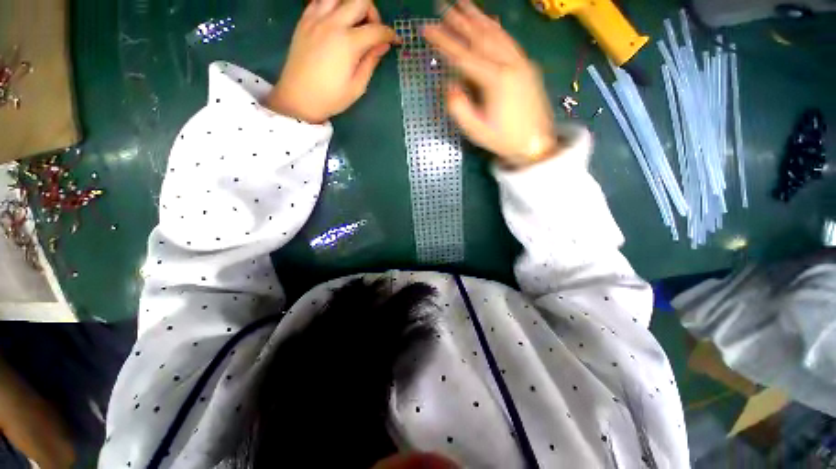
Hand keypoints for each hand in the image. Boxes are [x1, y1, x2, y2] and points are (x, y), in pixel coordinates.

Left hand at [266, 0, 396, 123]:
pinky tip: (336, 21)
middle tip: (373, 30)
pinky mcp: (304, 19)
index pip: (377, 30)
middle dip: (373, 13)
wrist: (298, 97)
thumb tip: (383, 46)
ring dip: (352, 4)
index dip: (390, 34)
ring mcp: (316, 18)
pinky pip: (321, 0)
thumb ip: (371, 62)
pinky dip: (332, 5)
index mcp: (348, 43)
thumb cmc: (331, 97)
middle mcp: (333, 23)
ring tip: (354, 22)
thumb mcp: (357, 86)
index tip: (395, 41)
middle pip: (360, 0)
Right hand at [424, 1, 558, 166]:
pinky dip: (496, 28)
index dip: (444, 42)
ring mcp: (521, 63)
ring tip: (464, 4)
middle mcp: (510, 64)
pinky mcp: (527, 66)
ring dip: (478, 17)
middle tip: (443, 5)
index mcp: (496, 80)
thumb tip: (450, 86)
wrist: (535, 143)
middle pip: (481, 37)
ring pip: (497, 34)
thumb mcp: (476, 130)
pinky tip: (489, 21)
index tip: (427, 29)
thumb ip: (459, 108)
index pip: (463, 56)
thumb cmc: (504, 140)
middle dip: (460, 20)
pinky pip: (509, 40)